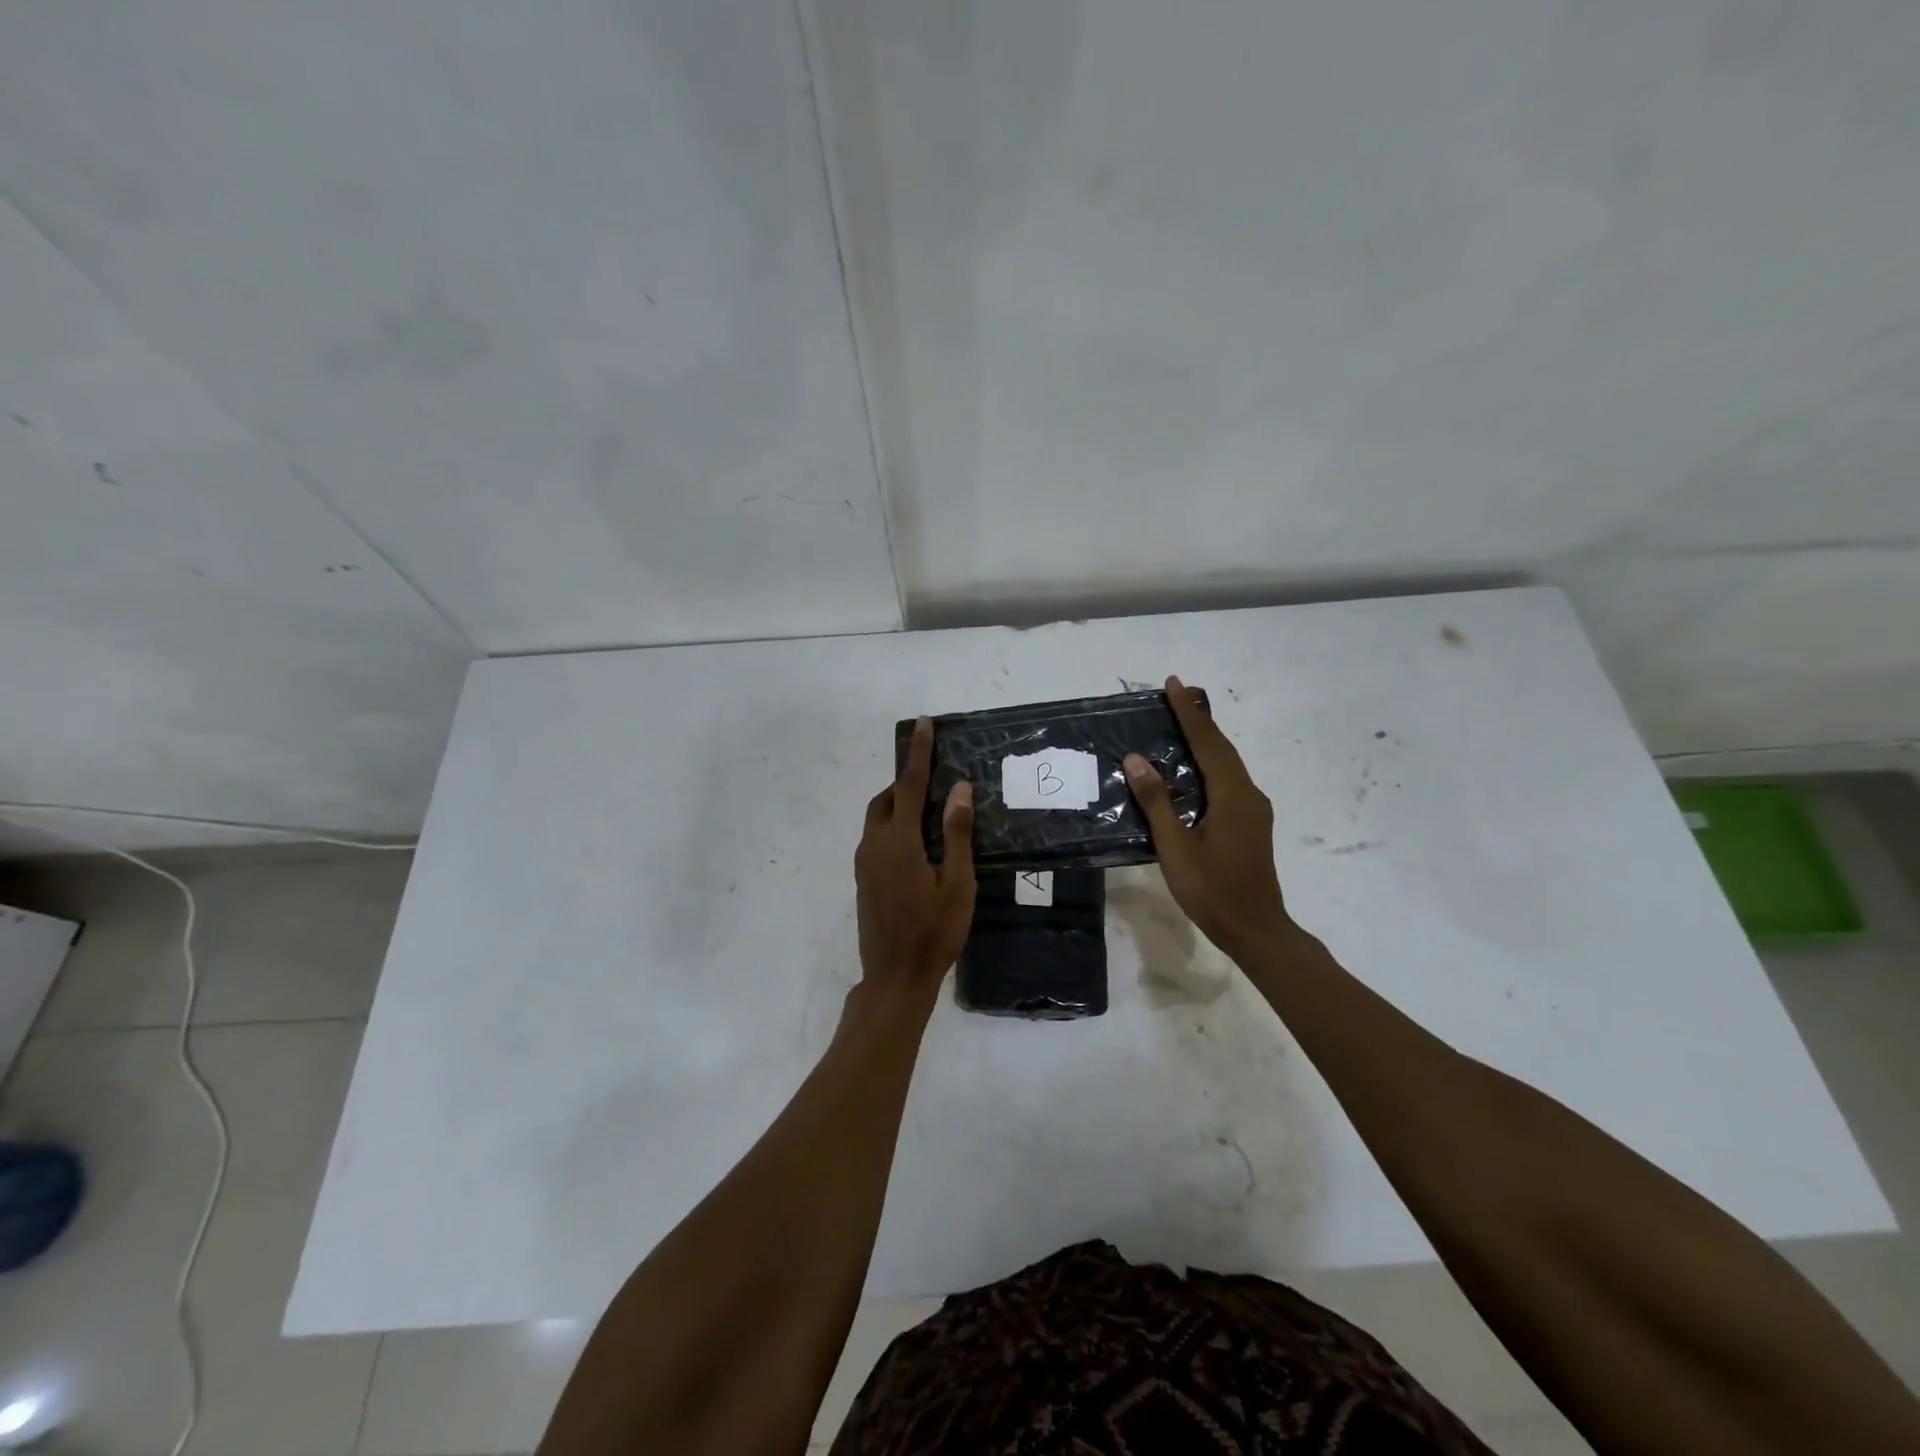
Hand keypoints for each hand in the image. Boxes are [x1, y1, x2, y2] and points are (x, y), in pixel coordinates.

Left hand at [855, 718, 976, 999]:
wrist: (895, 978)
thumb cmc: (934, 932)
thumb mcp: (957, 883)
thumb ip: (956, 834)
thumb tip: (959, 789)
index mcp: (898, 841)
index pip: (908, 784)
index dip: (918, 753)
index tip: (923, 724)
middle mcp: (874, 845)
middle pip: (886, 799)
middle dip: (905, 781)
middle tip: (934, 777)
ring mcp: (865, 864)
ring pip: (877, 819)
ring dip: (898, 805)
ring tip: (929, 810)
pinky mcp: (863, 880)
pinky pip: (876, 838)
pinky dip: (893, 827)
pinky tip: (916, 845)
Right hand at [1124, 676, 1291, 960]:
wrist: (1255, 929)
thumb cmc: (1212, 890)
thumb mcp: (1176, 847)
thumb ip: (1157, 801)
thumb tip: (1136, 759)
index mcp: (1233, 795)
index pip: (1208, 742)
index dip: (1189, 712)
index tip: (1174, 683)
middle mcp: (1249, 794)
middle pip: (1222, 748)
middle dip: (1198, 719)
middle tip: (1175, 694)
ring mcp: (1253, 809)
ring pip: (1227, 764)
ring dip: (1205, 740)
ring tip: (1179, 723)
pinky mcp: (1250, 823)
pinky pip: (1228, 780)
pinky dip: (1209, 763)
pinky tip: (1192, 769)